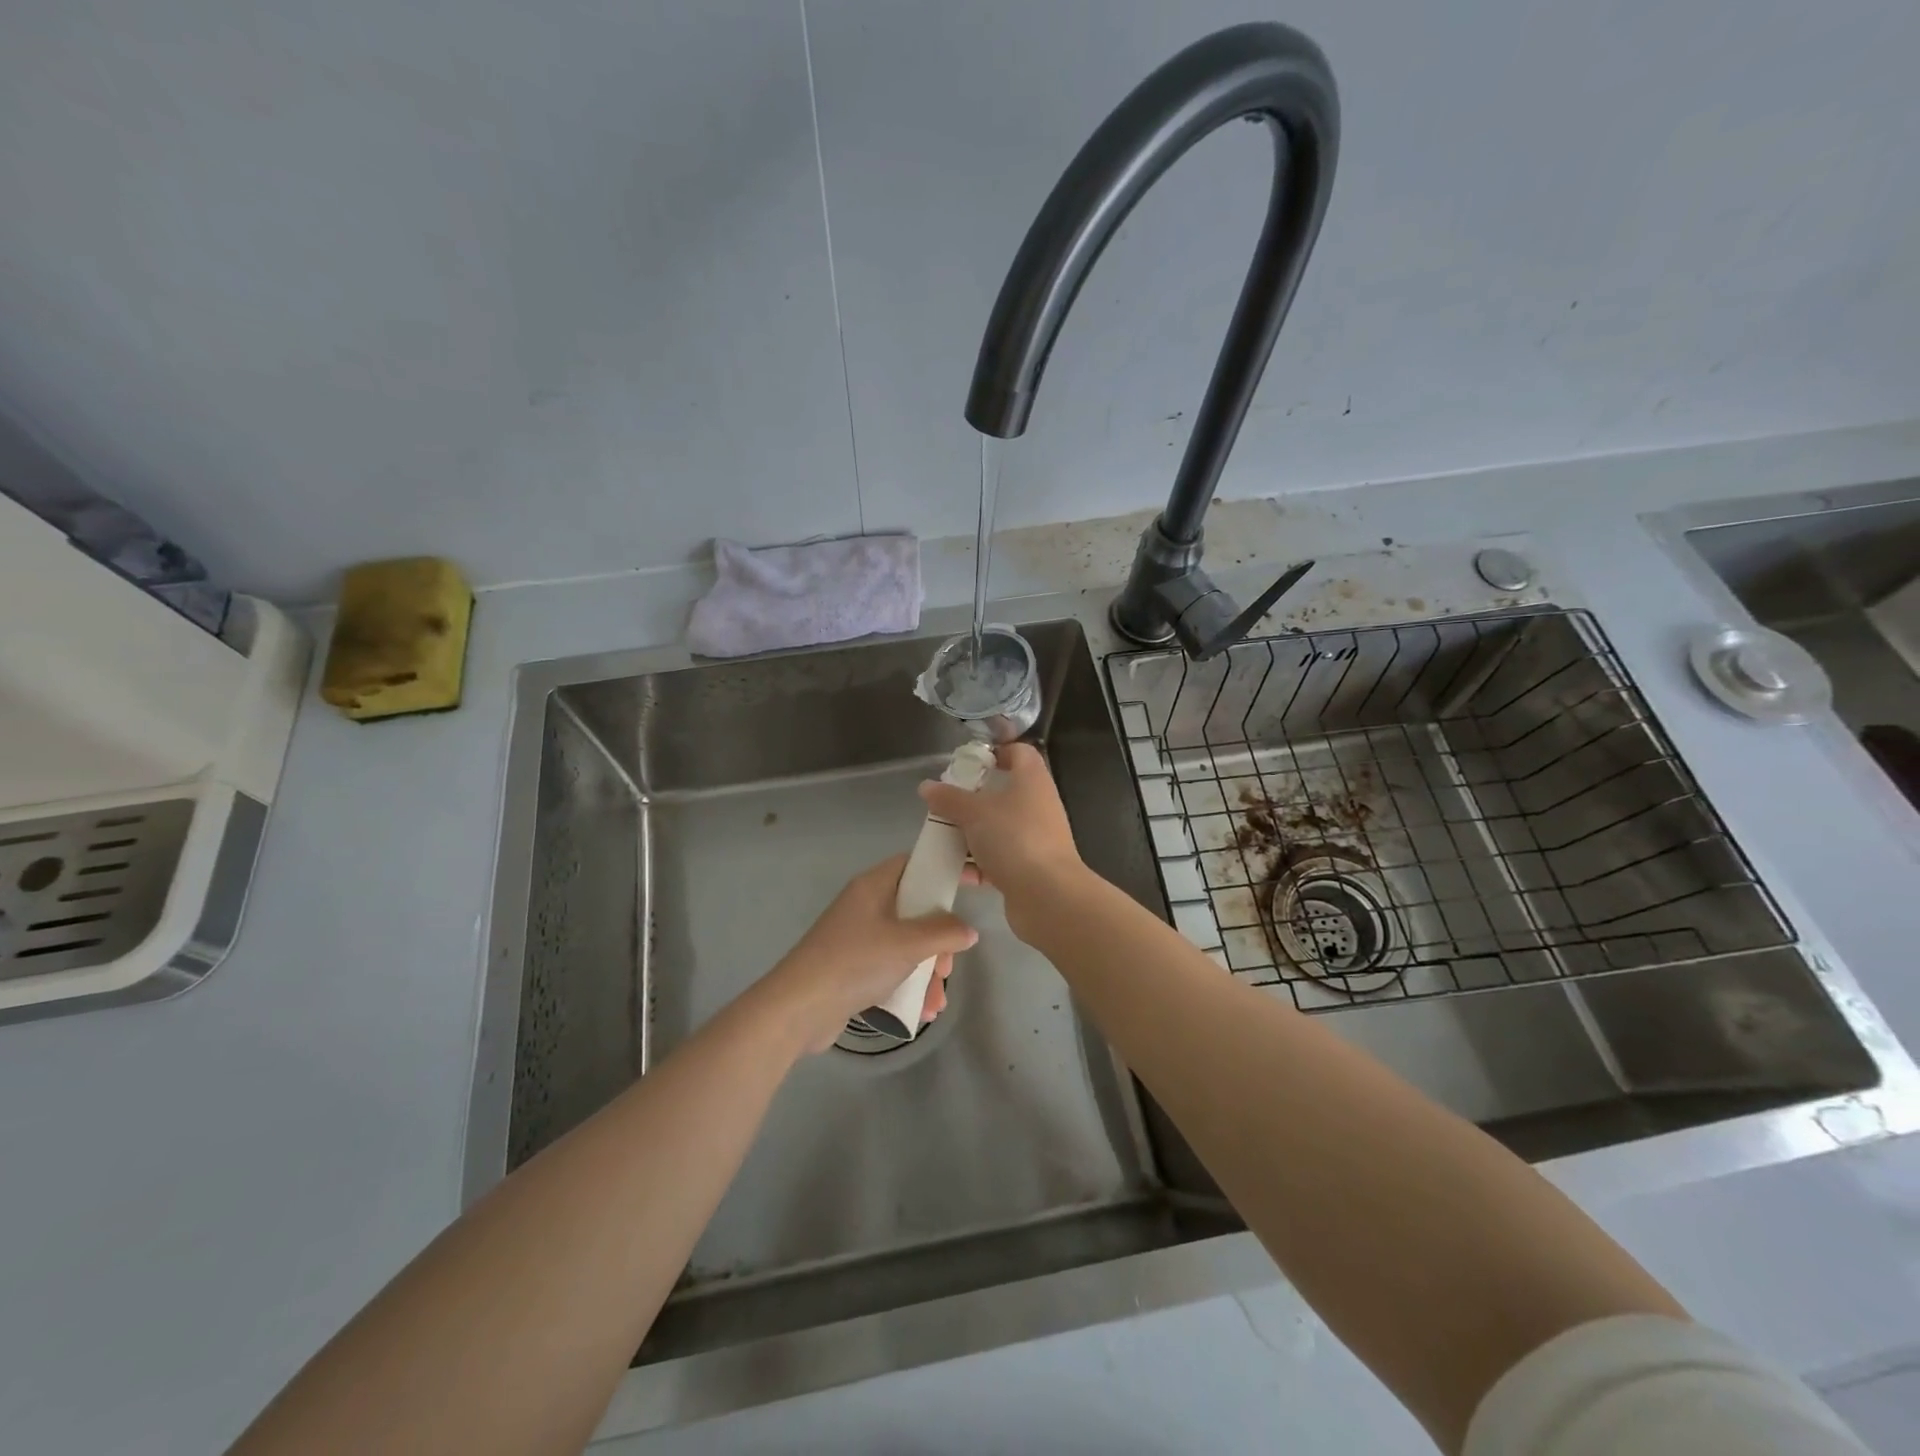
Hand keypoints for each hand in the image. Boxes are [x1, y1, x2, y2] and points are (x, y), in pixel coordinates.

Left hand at [763, 855, 978, 1053]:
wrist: (798, 1009)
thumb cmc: (855, 962)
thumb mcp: (907, 945)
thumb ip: (943, 933)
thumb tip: (968, 931)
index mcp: (874, 887)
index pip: (916, 864)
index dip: (945, 869)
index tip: (975, 881)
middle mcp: (866, 906)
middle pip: (917, 909)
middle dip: (940, 940)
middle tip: (947, 965)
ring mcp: (859, 938)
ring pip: (907, 944)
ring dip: (927, 971)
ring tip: (936, 1000)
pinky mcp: (854, 968)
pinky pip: (892, 968)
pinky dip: (909, 985)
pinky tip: (922, 1011)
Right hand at [919, 743, 1086, 940]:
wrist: (1048, 895)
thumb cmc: (1013, 838)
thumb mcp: (974, 813)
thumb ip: (949, 798)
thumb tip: (927, 786)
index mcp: (1031, 780)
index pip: (1018, 752)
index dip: (994, 753)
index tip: (966, 763)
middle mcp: (1038, 804)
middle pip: (1004, 792)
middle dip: (972, 799)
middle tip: (945, 804)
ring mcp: (1036, 837)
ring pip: (999, 827)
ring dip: (972, 833)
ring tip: (943, 838)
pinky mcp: (1030, 867)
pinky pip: (1000, 858)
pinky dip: (979, 863)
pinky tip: (956, 871)